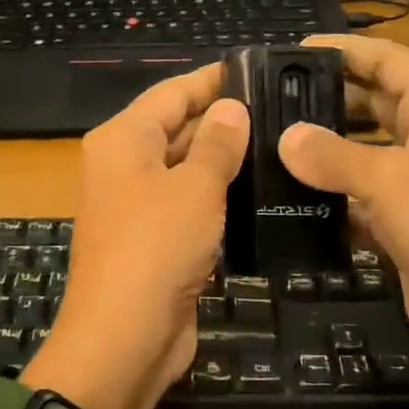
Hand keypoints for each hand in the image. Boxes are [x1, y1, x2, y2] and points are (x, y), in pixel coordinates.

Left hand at [30, 66, 249, 408]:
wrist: (124, 339)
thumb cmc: (156, 248)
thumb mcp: (194, 188)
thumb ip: (217, 144)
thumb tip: (232, 107)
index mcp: (123, 140)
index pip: (172, 92)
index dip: (214, 79)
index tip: (260, 69)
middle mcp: (125, 165)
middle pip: (177, 127)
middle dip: (225, 120)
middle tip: (285, 110)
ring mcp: (139, 205)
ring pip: (186, 168)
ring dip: (225, 161)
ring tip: (282, 145)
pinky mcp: (156, 240)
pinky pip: (190, 205)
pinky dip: (219, 197)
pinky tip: (262, 193)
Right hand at [278, 35, 408, 405]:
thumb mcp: (390, 181)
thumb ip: (333, 154)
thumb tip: (286, 138)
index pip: (390, 59)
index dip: (348, 48)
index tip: (296, 50)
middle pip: (374, 100)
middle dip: (328, 93)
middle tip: (272, 96)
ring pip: (362, 149)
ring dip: (324, 144)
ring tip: (271, 138)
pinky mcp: (401, 221)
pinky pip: (358, 194)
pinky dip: (328, 192)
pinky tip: (289, 194)